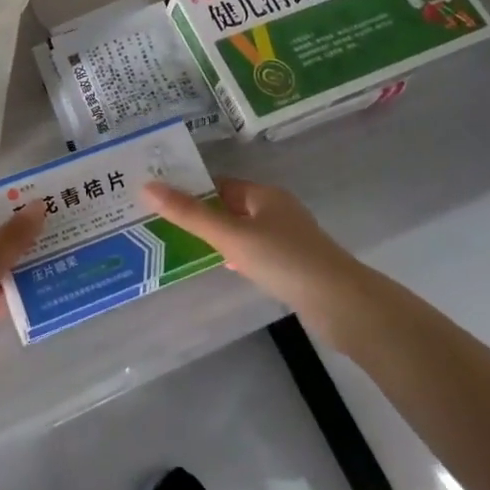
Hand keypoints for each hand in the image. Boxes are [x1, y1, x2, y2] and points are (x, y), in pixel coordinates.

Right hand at [142, 177, 362, 322]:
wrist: (342, 304)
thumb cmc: (283, 260)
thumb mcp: (230, 235)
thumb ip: (189, 214)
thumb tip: (147, 186)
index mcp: (264, 195)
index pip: (220, 184)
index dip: (192, 189)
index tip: (162, 200)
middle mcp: (277, 210)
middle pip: (232, 206)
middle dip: (203, 214)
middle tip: (166, 224)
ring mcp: (289, 239)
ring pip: (244, 231)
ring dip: (220, 237)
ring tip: (187, 246)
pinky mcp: (295, 265)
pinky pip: (257, 252)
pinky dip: (238, 256)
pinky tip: (226, 268)